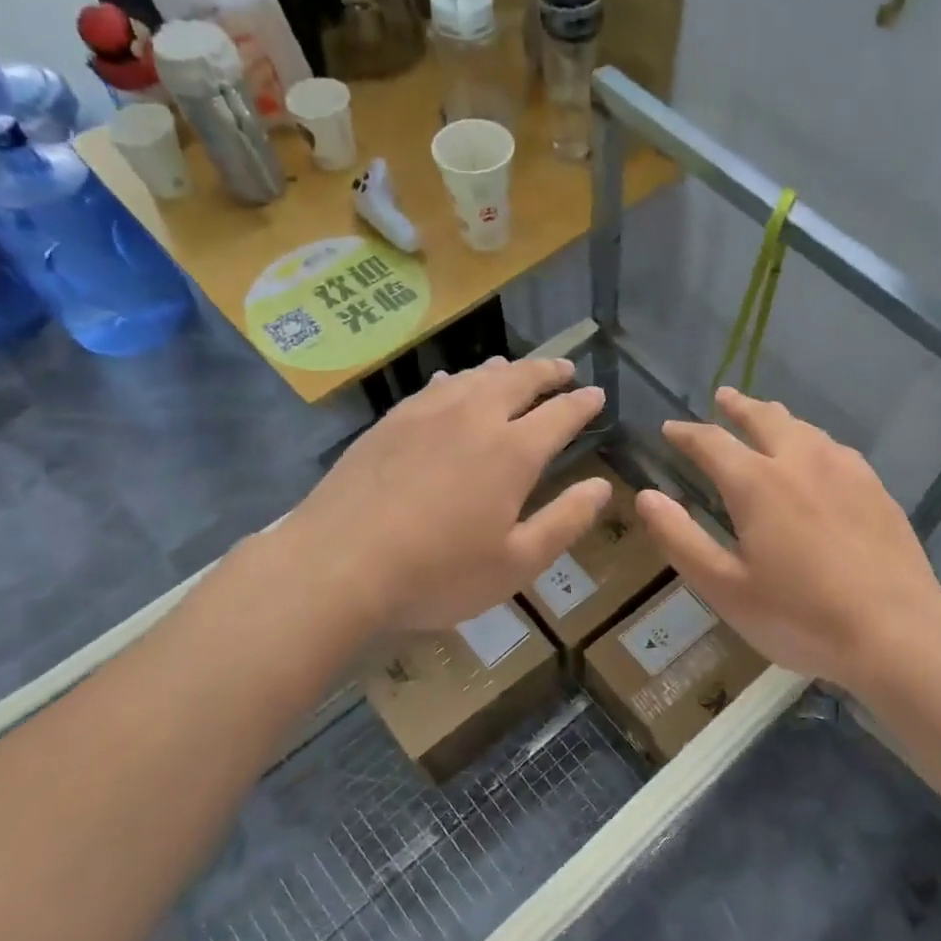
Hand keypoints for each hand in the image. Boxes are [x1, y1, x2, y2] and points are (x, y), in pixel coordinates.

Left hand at [279, 357, 611, 631]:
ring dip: (504, 370)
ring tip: (516, 369)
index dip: (583, 403)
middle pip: (519, 380)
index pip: (560, 414)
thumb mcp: (517, 563)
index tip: (598, 394)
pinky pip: (434, 387)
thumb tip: (602, 487)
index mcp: (513, 451)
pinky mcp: (390, 422)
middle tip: (565, 369)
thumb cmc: (438, 572)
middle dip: (548, 372)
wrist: (338, 565)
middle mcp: (474, 418)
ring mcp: (427, 414)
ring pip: (475, 377)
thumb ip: (565, 521)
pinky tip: (452, 384)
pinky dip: (457, 380)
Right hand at [635, 387, 940, 693]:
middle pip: (764, 418)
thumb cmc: (800, 616)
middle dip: (738, 406)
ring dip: (777, 418)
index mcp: (757, 483)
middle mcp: (800, 461)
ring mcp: (845, 470)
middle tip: (723, 397)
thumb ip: (681, 539)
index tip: (670, 430)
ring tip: (767, 417)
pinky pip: (835, 448)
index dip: (686, 434)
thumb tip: (646, 496)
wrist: (895, 631)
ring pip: (804, 427)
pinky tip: (818, 456)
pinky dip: (812, 440)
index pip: (711, 442)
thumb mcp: (725, 588)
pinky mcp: (875, 487)